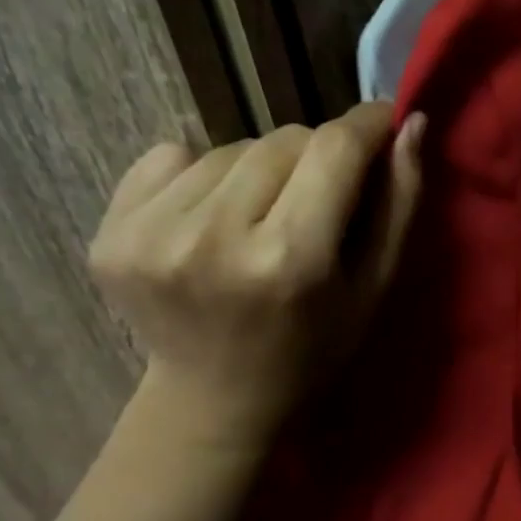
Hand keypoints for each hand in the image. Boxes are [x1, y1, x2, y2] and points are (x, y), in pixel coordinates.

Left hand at [90, 102, 424, 439]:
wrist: (215, 398)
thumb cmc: (314, 347)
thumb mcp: (375, 286)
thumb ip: (400, 203)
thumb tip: (411, 123)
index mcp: (290, 258)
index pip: (333, 148)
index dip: (365, 124)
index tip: (380, 122)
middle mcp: (214, 237)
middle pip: (283, 140)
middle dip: (314, 156)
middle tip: (318, 197)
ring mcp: (151, 233)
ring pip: (231, 147)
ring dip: (259, 169)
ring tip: (262, 217)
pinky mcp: (110, 231)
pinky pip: (172, 157)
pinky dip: (202, 176)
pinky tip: (211, 222)